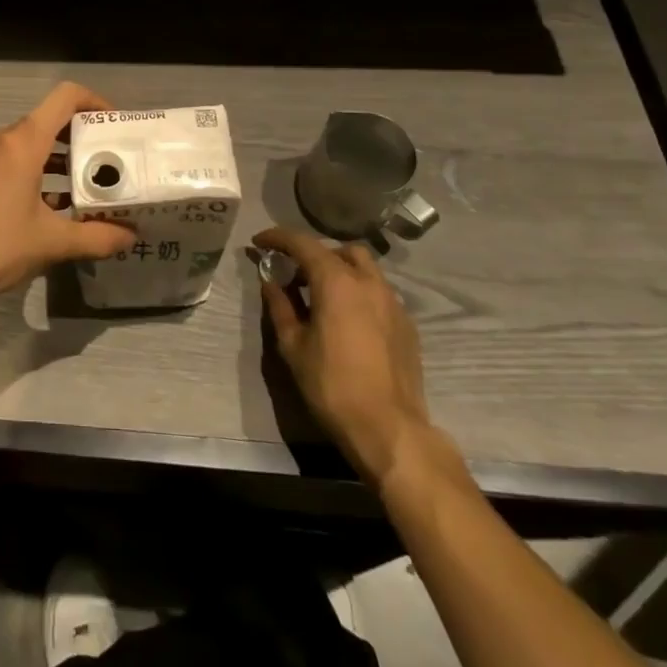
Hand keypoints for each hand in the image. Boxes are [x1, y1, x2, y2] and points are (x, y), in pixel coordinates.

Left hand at [0, 83, 136, 317]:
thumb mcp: (50, 244)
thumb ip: (96, 237)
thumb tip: (130, 235)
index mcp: (23, 142)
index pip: (66, 97)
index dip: (96, 102)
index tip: (118, 128)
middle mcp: (4, 140)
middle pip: (52, 122)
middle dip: (86, 140)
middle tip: (116, 166)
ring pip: (35, 146)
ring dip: (64, 163)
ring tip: (93, 191)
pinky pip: (17, 163)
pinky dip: (42, 176)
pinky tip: (57, 210)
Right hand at [254, 226, 439, 489]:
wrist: (389, 429)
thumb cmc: (331, 384)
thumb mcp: (293, 345)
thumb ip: (280, 306)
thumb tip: (271, 282)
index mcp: (336, 281)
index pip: (302, 243)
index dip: (278, 238)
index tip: (259, 242)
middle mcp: (368, 282)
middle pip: (340, 250)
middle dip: (315, 253)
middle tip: (294, 273)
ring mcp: (393, 302)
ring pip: (365, 269)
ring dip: (340, 270)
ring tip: (322, 295)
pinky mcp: (407, 324)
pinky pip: (379, 293)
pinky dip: (359, 292)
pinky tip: (348, 319)